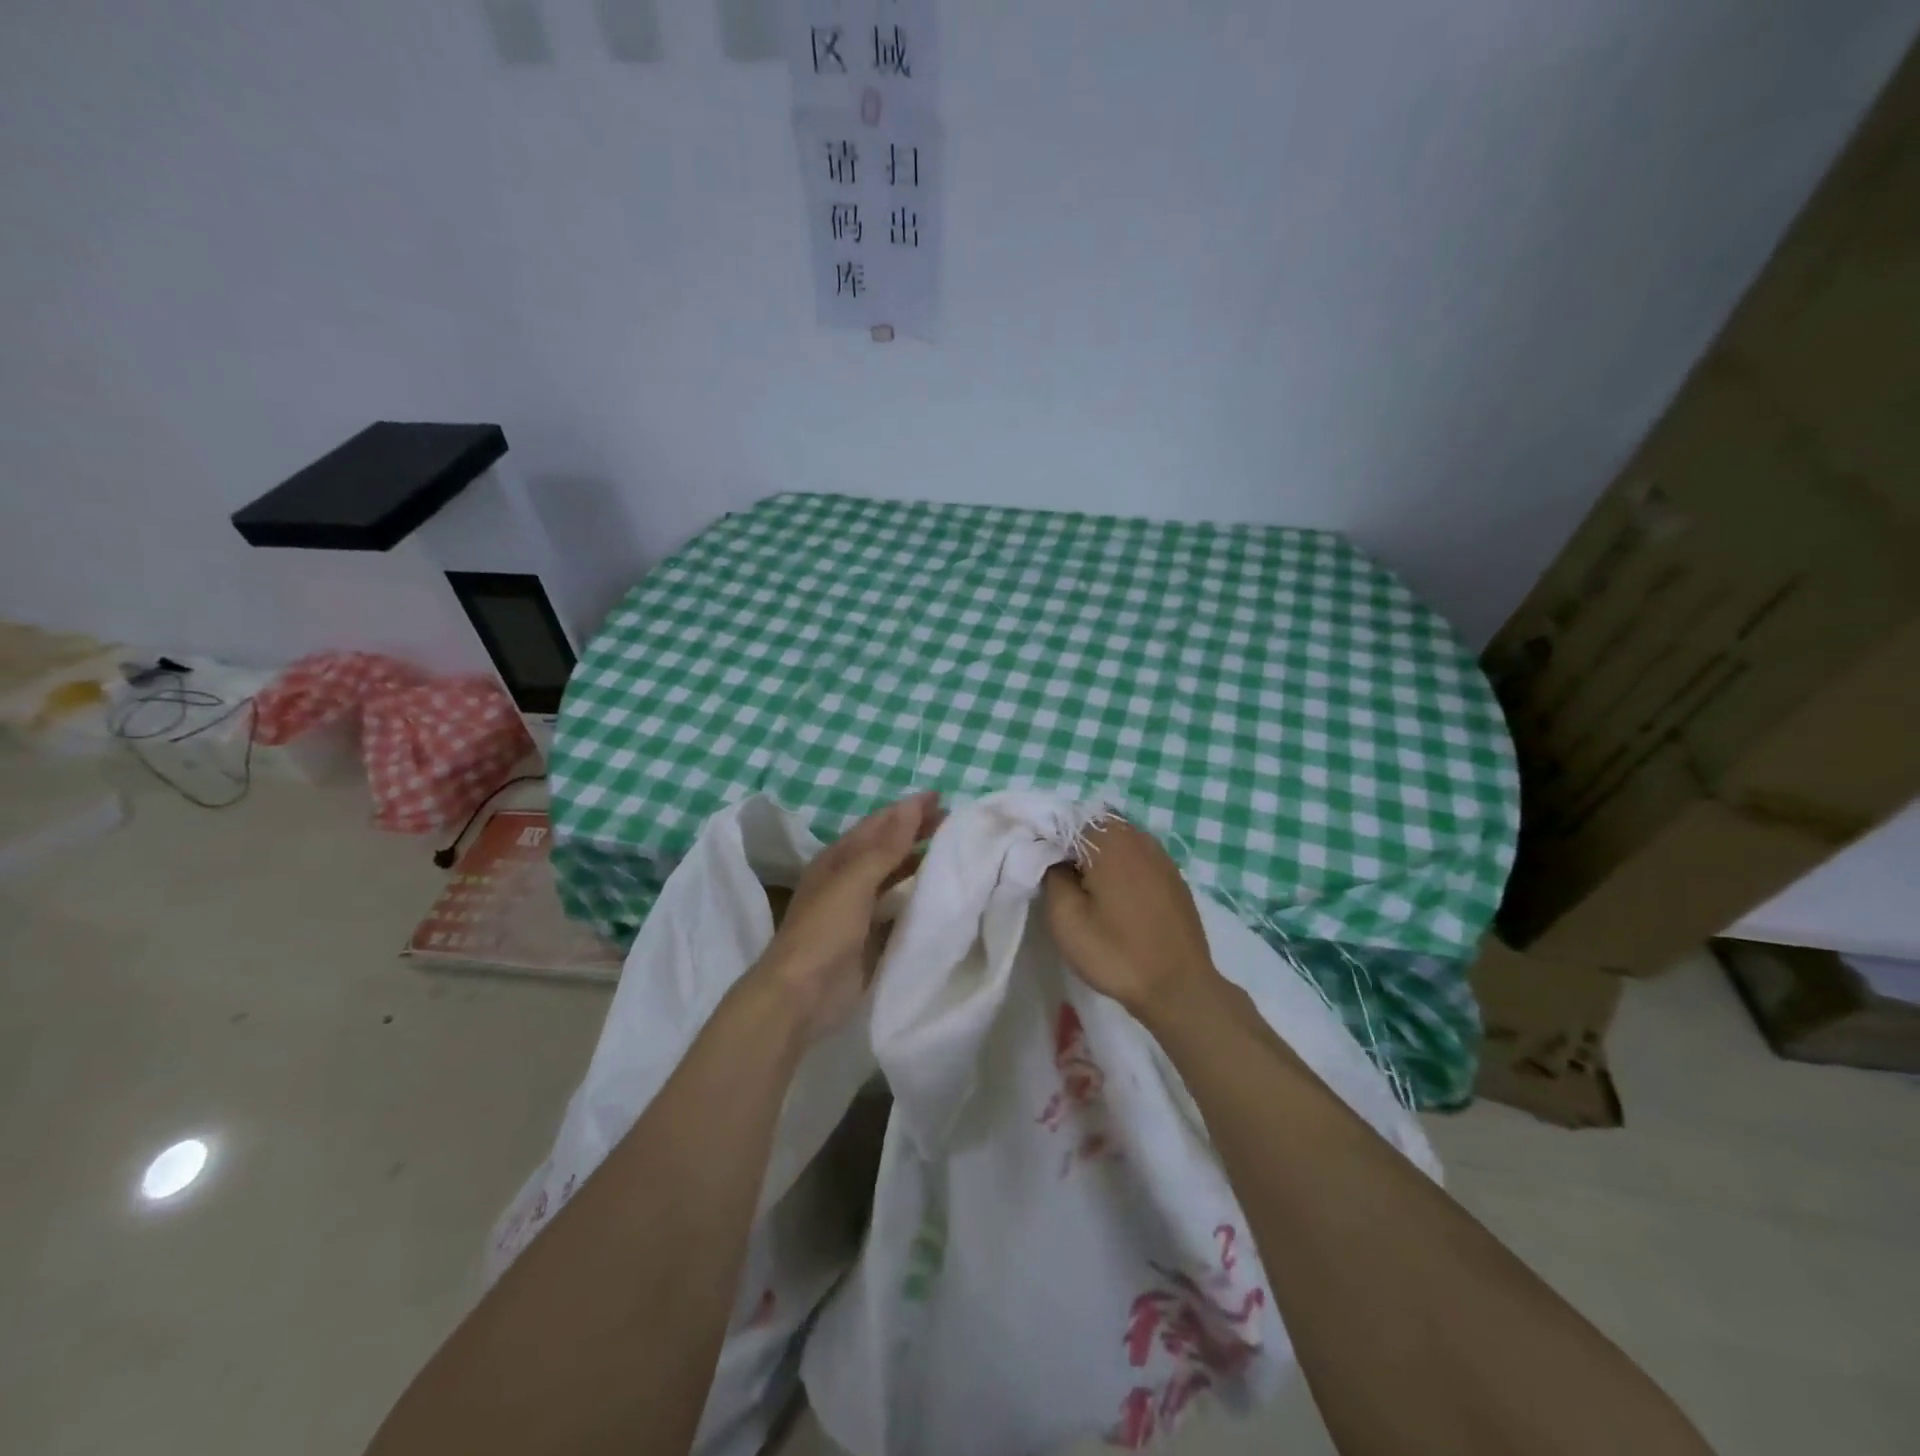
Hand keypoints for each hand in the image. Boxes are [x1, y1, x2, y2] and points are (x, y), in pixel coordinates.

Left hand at [755, 791, 941, 1040]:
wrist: (801, 995)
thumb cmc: (825, 930)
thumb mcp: (854, 880)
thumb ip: (886, 846)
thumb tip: (913, 805)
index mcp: (838, 859)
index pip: (877, 824)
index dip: (906, 809)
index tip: (941, 798)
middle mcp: (847, 879)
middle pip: (886, 848)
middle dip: (916, 832)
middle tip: (953, 822)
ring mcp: (858, 910)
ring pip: (893, 877)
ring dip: (918, 862)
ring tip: (952, 853)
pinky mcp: (869, 939)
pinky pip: (898, 909)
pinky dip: (916, 897)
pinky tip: (938, 896)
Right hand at [1043, 818, 1219, 1015]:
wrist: (1178, 988)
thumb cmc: (1116, 951)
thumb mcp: (1065, 917)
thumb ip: (1051, 874)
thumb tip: (1052, 857)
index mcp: (1110, 839)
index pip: (1066, 820)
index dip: (1048, 841)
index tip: (1039, 868)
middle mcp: (1138, 837)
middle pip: (1094, 828)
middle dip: (1074, 848)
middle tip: (1061, 882)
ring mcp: (1161, 856)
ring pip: (1117, 844)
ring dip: (1098, 860)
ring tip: (1087, 893)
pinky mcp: (1174, 877)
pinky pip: (1137, 860)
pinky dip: (1121, 871)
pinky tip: (1116, 901)